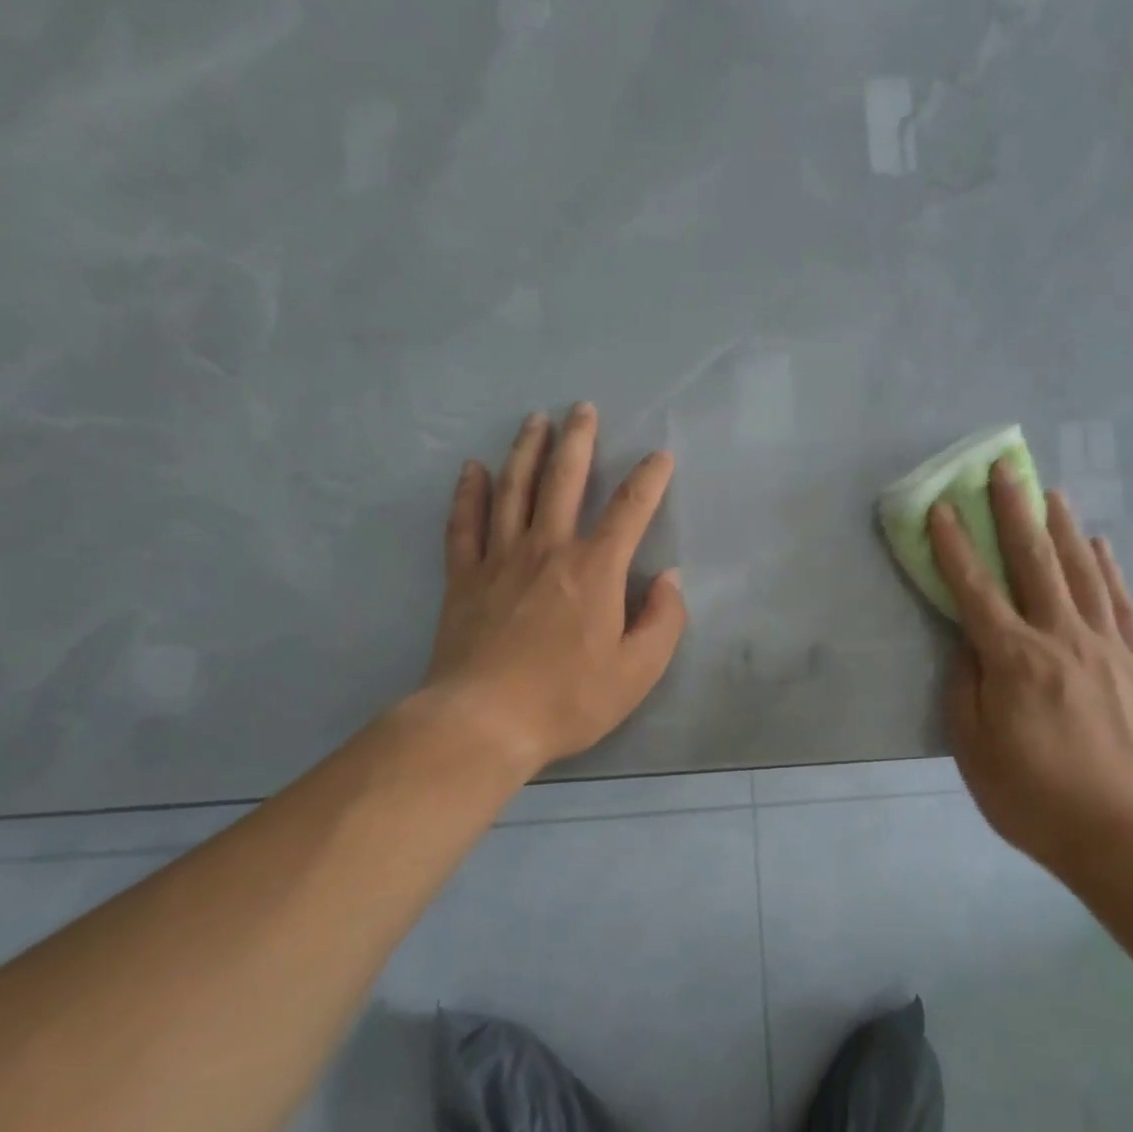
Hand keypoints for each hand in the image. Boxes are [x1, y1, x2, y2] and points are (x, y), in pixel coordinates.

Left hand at [421, 404, 686, 775]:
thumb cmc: (568, 699)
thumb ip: (663, 621)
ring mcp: (500, 558)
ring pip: (514, 489)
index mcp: (595, 569)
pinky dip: (469, 493)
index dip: (649, 479)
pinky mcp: (464, 577)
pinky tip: (473, 468)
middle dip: (578, 440)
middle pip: (564, 480)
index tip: (659, 456)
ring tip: (535, 420)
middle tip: (582, 408)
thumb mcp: (637, 671)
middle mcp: (548, 548)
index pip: (629, 509)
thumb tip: (668, 579)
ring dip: (526, 450)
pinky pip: (464, 523)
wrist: (483, 723)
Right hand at [927, 463, 1132, 871]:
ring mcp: (1105, 646)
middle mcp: (1059, 638)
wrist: (1121, 832)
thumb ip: (966, 687)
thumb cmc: (1032, 795)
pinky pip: (1121, 603)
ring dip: (1062, 528)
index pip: (975, 589)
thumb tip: (969, 645)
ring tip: (1050, 492)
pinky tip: (1100, 544)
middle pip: (1033, 562)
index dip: (954, 545)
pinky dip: (1109, 569)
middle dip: (1014, 511)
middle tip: (1005, 469)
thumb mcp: (973, 748)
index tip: (942, 507)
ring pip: (1081, 572)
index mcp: (1013, 659)